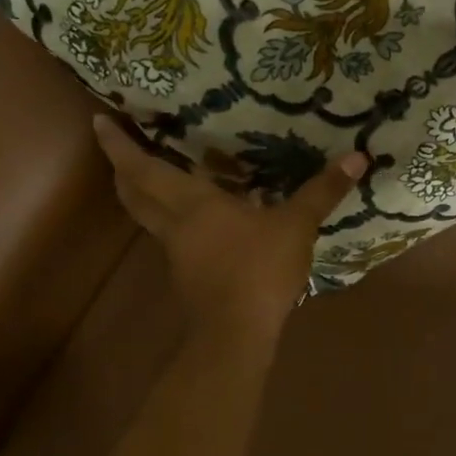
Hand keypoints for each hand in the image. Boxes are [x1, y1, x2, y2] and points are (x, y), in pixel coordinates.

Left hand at [91, 115, 365, 342]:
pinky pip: (170, 234)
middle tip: (117, 143)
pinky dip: (169, 216)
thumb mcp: (296, 226)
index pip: (143, 169)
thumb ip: (323, 192)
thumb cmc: (258, 270)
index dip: (119, 146)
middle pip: (134, 192)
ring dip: (142, 191)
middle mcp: (175, 224)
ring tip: (152, 171)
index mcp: (192, 204)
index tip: (98, 121)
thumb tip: (357, 157)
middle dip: (122, 167)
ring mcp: (177, 252)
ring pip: (147, 215)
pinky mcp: (187, 273)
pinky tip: (195, 216)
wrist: (236, 335)